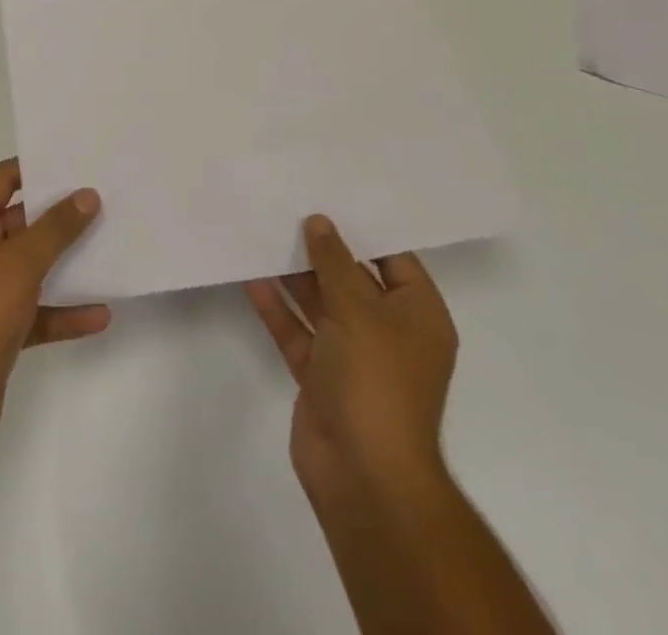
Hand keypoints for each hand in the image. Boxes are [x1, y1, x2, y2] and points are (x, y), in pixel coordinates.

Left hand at [0, 159, 107, 458]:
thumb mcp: (19, 263)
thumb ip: (55, 228)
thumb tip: (86, 194)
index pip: (1, 179)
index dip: (35, 166)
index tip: (76, 160)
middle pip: (20, 221)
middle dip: (59, 214)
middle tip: (104, 199)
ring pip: (32, 266)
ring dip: (66, 261)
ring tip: (110, 246)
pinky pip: (37, 310)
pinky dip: (64, 310)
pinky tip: (100, 314)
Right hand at [245, 215, 457, 505]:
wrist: (363, 475)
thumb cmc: (376, 381)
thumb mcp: (359, 310)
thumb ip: (335, 262)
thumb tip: (319, 221)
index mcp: (417, 316)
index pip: (393, 258)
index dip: (363, 227)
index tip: (329, 192)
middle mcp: (387, 331)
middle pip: (352, 278)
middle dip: (320, 248)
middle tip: (286, 204)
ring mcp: (351, 355)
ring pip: (320, 302)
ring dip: (293, 274)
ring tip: (261, 232)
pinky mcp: (320, 375)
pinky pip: (297, 330)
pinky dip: (277, 307)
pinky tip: (250, 277)